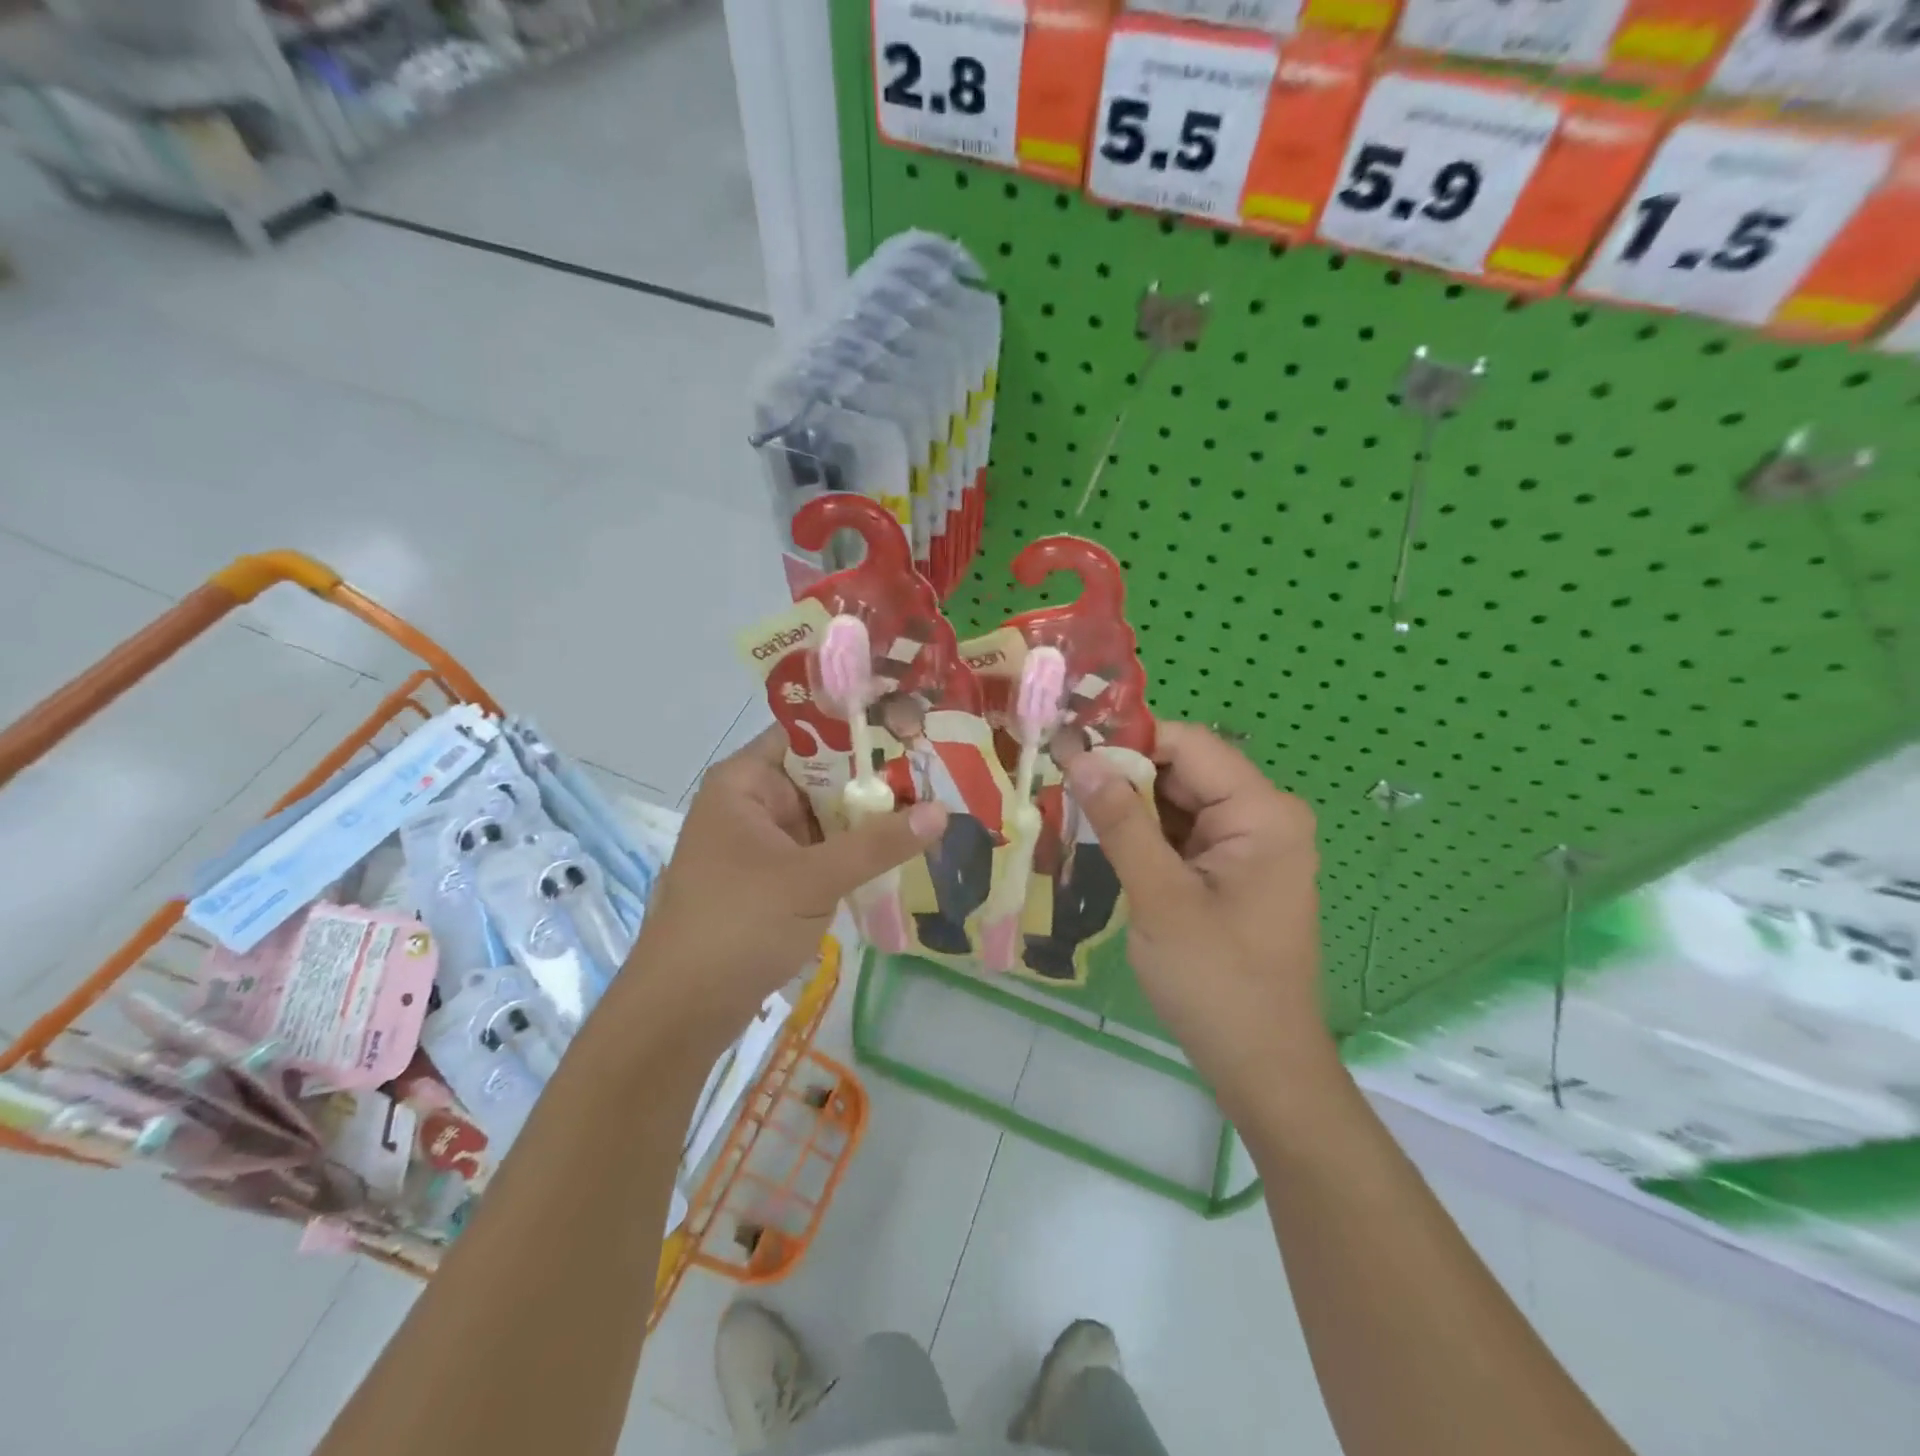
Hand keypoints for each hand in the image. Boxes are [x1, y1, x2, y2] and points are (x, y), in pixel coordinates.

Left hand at [623, 728, 946, 1045]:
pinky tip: (902, 851)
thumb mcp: (812, 879)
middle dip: (877, 780)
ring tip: (936, 806)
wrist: (682, 1011)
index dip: (860, 731)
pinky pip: (822, 851)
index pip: (809, 735)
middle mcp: (753, 803)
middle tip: (940, 773)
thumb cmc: (738, 925)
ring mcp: (763, 843)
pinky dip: (855, 852)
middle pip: (823, 777)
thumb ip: (877, 843)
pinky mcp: (774, 878)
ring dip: (871, 819)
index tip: (915, 731)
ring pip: (827, 817)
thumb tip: (942, 811)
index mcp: (746, 782)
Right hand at [1065, 723, 1331, 1111]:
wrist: (1261, 1065)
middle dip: (1123, 775)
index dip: (1127, 740)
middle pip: (1182, 771)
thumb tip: (1081, 758)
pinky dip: (1145, 834)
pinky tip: (1103, 839)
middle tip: (1058, 780)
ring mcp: (1249, 844)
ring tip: (1069, 806)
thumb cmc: (1215, 981)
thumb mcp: (1160, 897)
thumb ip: (1121, 822)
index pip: (1188, 745)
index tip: (1067, 749)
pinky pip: (1183, 833)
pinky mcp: (1232, 870)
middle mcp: (1263, 816)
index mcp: (1262, 812)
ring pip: (1178, 802)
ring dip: (1129, 806)